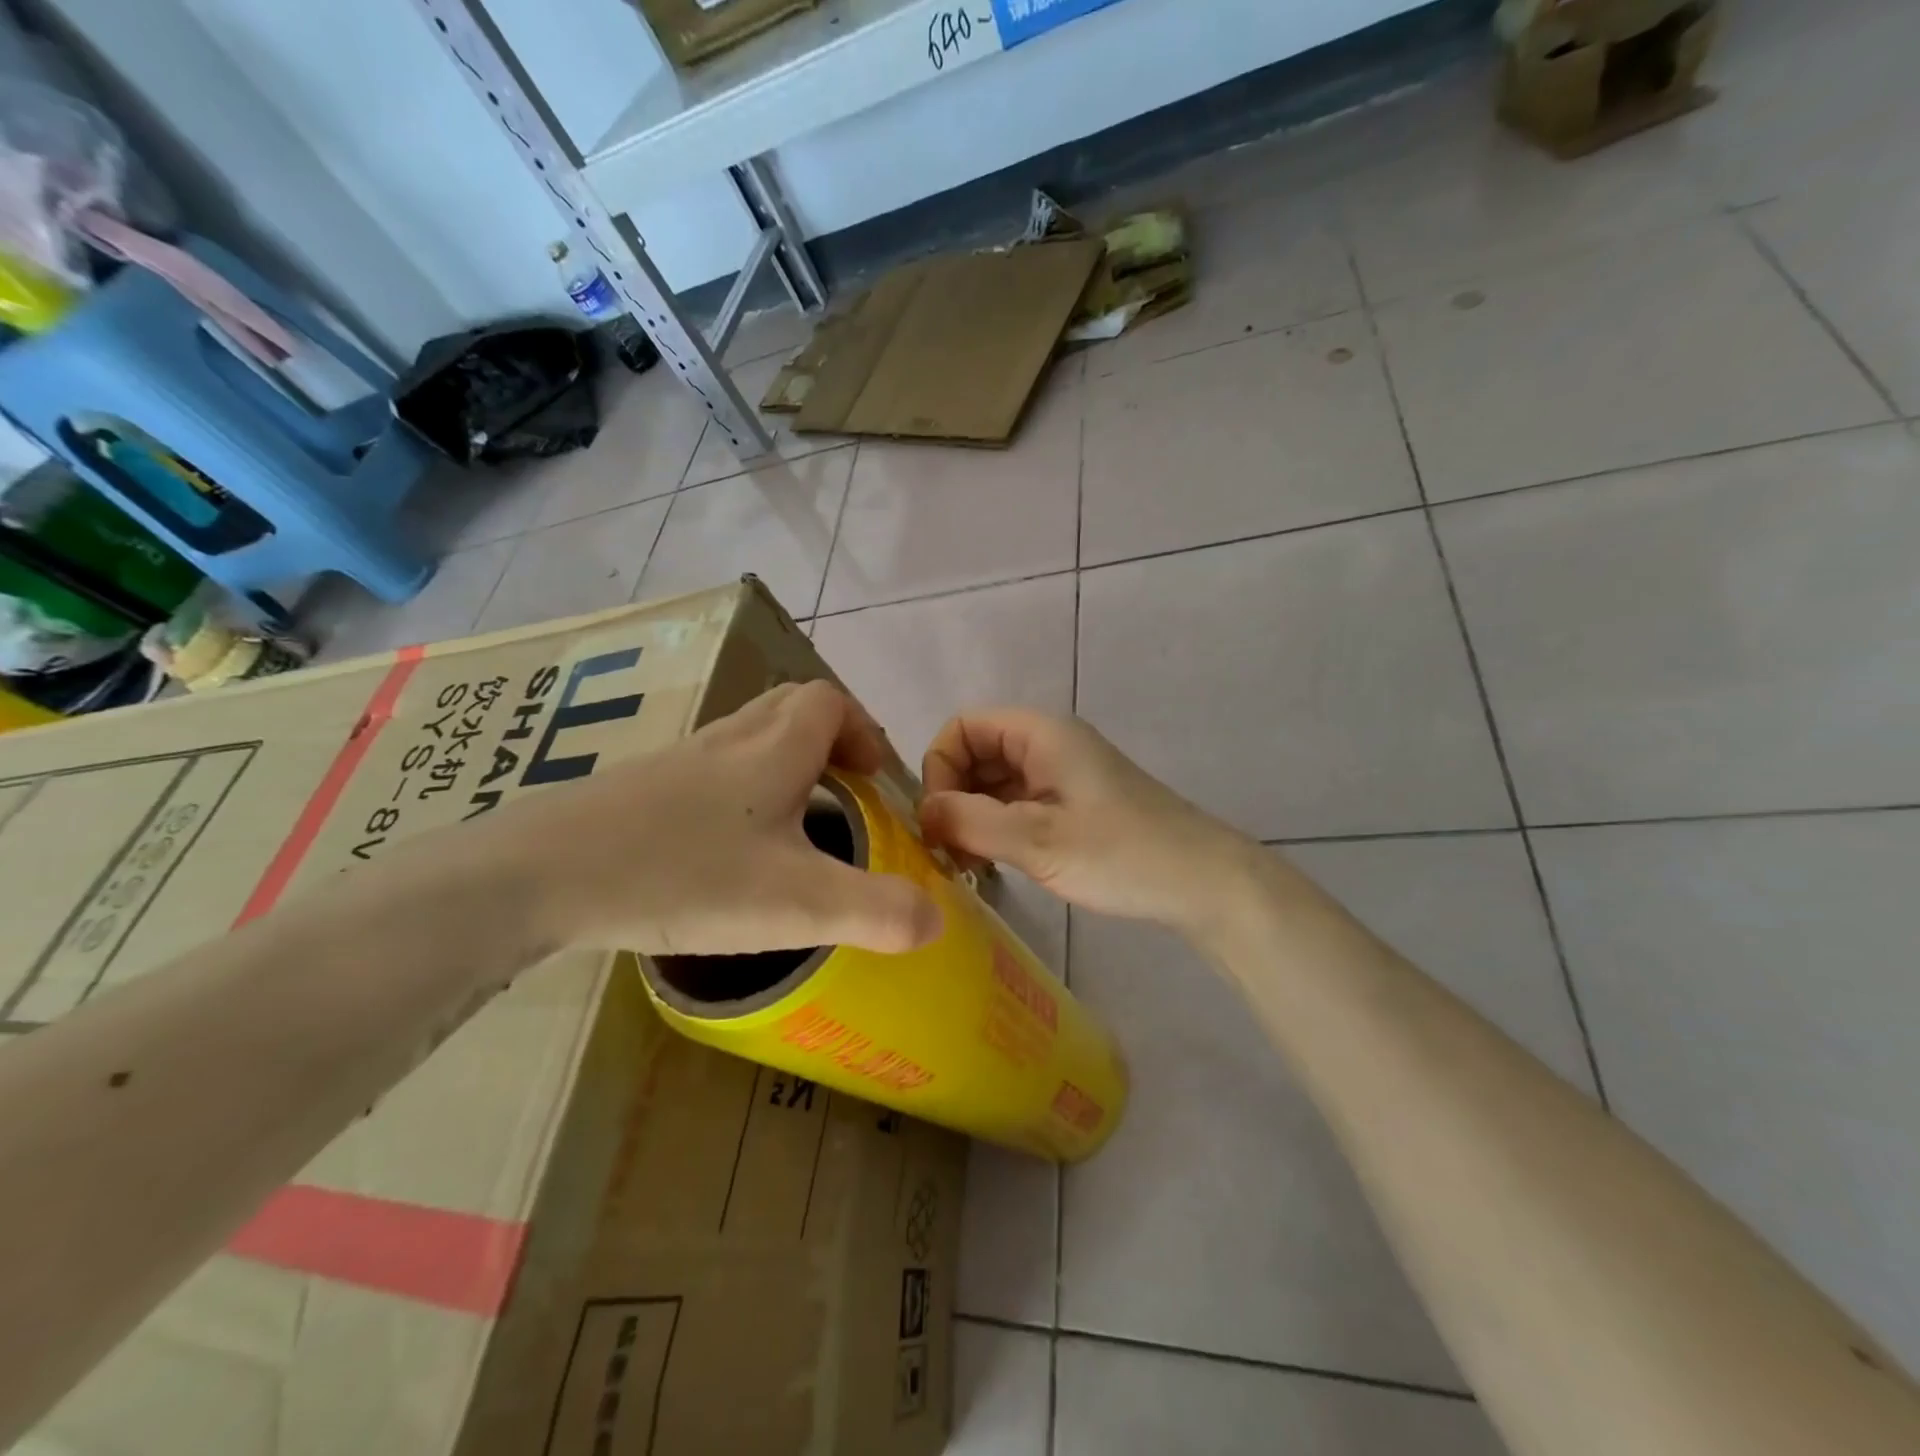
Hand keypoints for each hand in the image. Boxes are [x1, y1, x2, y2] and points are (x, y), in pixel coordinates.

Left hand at [477, 681, 941, 956]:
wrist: (538, 876)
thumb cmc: (683, 875)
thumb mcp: (796, 904)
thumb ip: (875, 912)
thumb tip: (935, 921)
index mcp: (772, 752)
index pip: (828, 703)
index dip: (861, 730)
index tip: (873, 778)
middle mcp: (727, 741)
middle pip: (788, 708)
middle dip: (826, 738)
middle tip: (842, 790)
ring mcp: (676, 762)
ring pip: (745, 737)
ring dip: (781, 763)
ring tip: (793, 822)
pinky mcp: (637, 789)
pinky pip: (706, 770)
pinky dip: (735, 790)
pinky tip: (724, 848)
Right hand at [918, 708, 1259, 932]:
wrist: (1202, 881)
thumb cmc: (1121, 854)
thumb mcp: (1038, 840)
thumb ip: (971, 822)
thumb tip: (921, 813)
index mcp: (1040, 734)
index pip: (963, 727)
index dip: (939, 766)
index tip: (937, 819)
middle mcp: (1047, 744)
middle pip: (976, 753)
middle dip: (952, 796)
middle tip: (946, 851)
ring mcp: (1061, 774)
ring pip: (994, 782)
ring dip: (972, 817)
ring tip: (965, 865)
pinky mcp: (1071, 804)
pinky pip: (1016, 804)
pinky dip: (996, 828)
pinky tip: (992, 866)